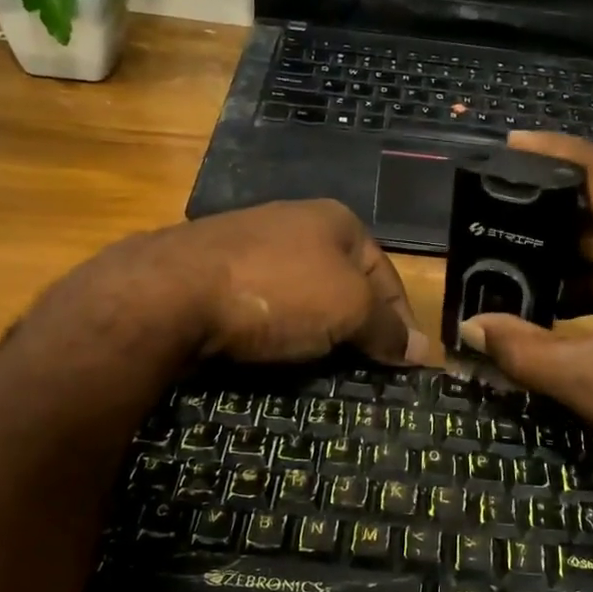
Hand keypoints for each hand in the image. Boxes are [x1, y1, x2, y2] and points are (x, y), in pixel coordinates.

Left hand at [31, 200, 428, 368]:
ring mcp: (248, 245)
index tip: (405, 364)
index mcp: (335, 220)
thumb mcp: (349, 308)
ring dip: (316, 332)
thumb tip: (422, 350)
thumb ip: (388, 327)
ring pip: (301, 297)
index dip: (401, 319)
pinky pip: (263, 308)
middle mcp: (294, 223)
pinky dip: (276, 333)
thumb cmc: (277, 292)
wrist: (170, 292)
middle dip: (356, 327)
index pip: (385, 273)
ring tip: (323, 372)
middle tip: (366, 371)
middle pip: (343, 284)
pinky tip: (274, 356)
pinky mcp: (212, 273)